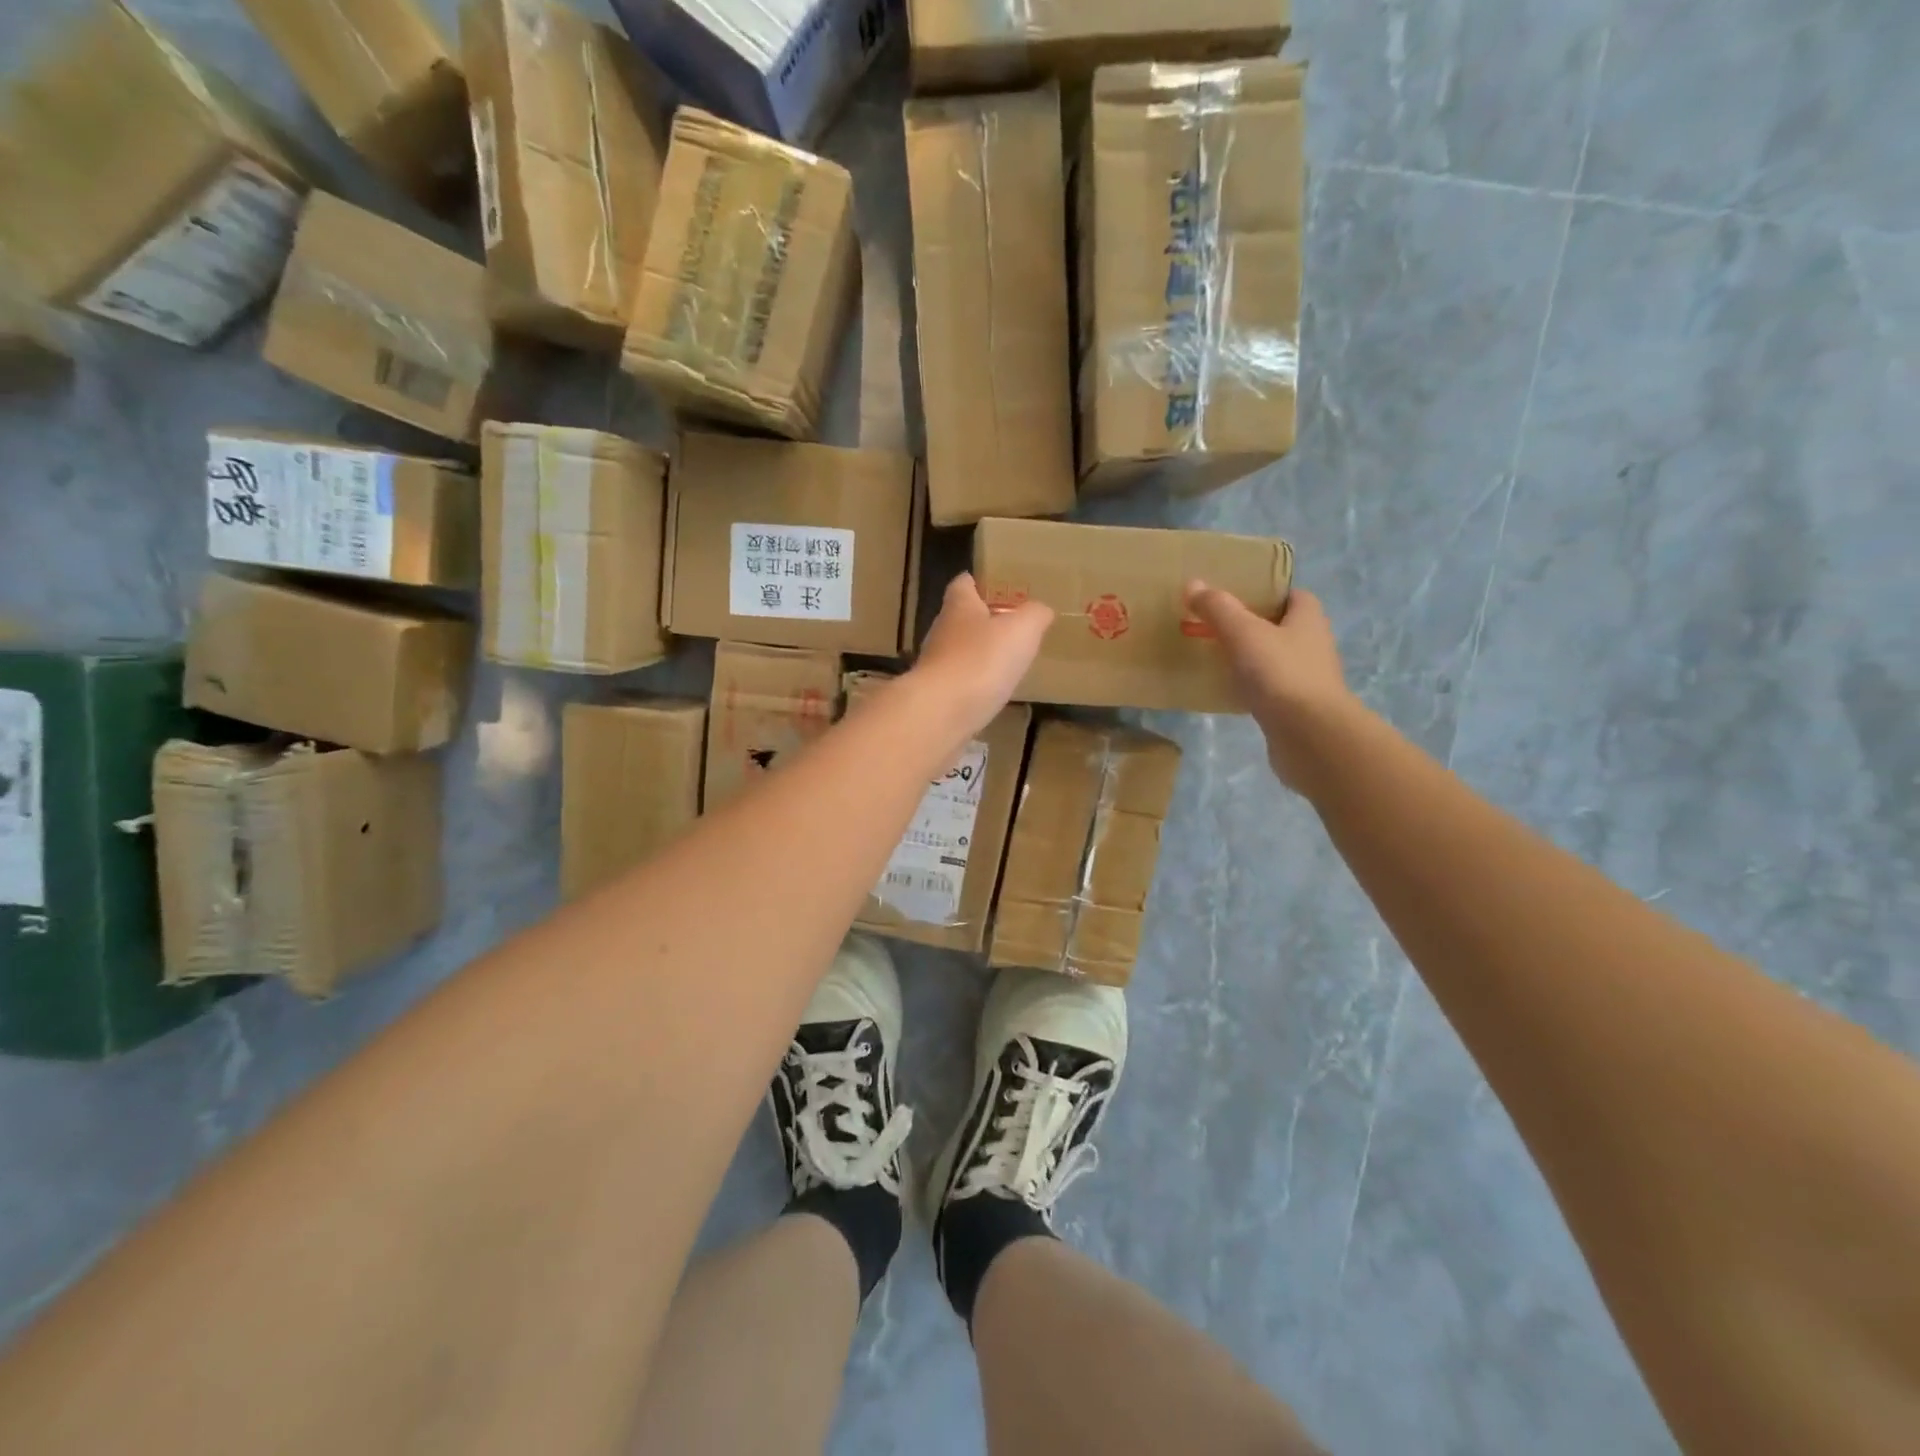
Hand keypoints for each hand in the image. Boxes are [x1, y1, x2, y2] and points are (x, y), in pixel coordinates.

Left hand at [911, 573, 1052, 736]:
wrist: (941, 712)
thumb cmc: (981, 660)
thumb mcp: (1022, 630)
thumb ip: (1034, 615)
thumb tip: (1041, 610)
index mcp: (959, 607)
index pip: (963, 584)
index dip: (979, 583)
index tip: (996, 588)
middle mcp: (941, 631)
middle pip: (961, 619)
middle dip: (983, 621)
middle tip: (1012, 627)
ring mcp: (935, 666)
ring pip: (960, 652)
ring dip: (980, 655)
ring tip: (1008, 661)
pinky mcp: (937, 695)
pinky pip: (960, 683)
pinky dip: (975, 685)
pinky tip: (993, 692)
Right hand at [1185, 582, 1358, 791]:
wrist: (1310, 736)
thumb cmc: (1281, 674)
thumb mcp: (1244, 633)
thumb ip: (1218, 608)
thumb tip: (1193, 584)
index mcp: (1308, 619)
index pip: (1292, 595)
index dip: (1266, 592)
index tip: (1235, 596)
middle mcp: (1313, 645)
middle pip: (1281, 627)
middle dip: (1253, 626)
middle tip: (1215, 626)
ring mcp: (1307, 680)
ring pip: (1274, 660)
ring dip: (1250, 658)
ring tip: (1214, 657)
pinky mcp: (1296, 709)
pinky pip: (1268, 690)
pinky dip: (1249, 688)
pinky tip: (1225, 692)